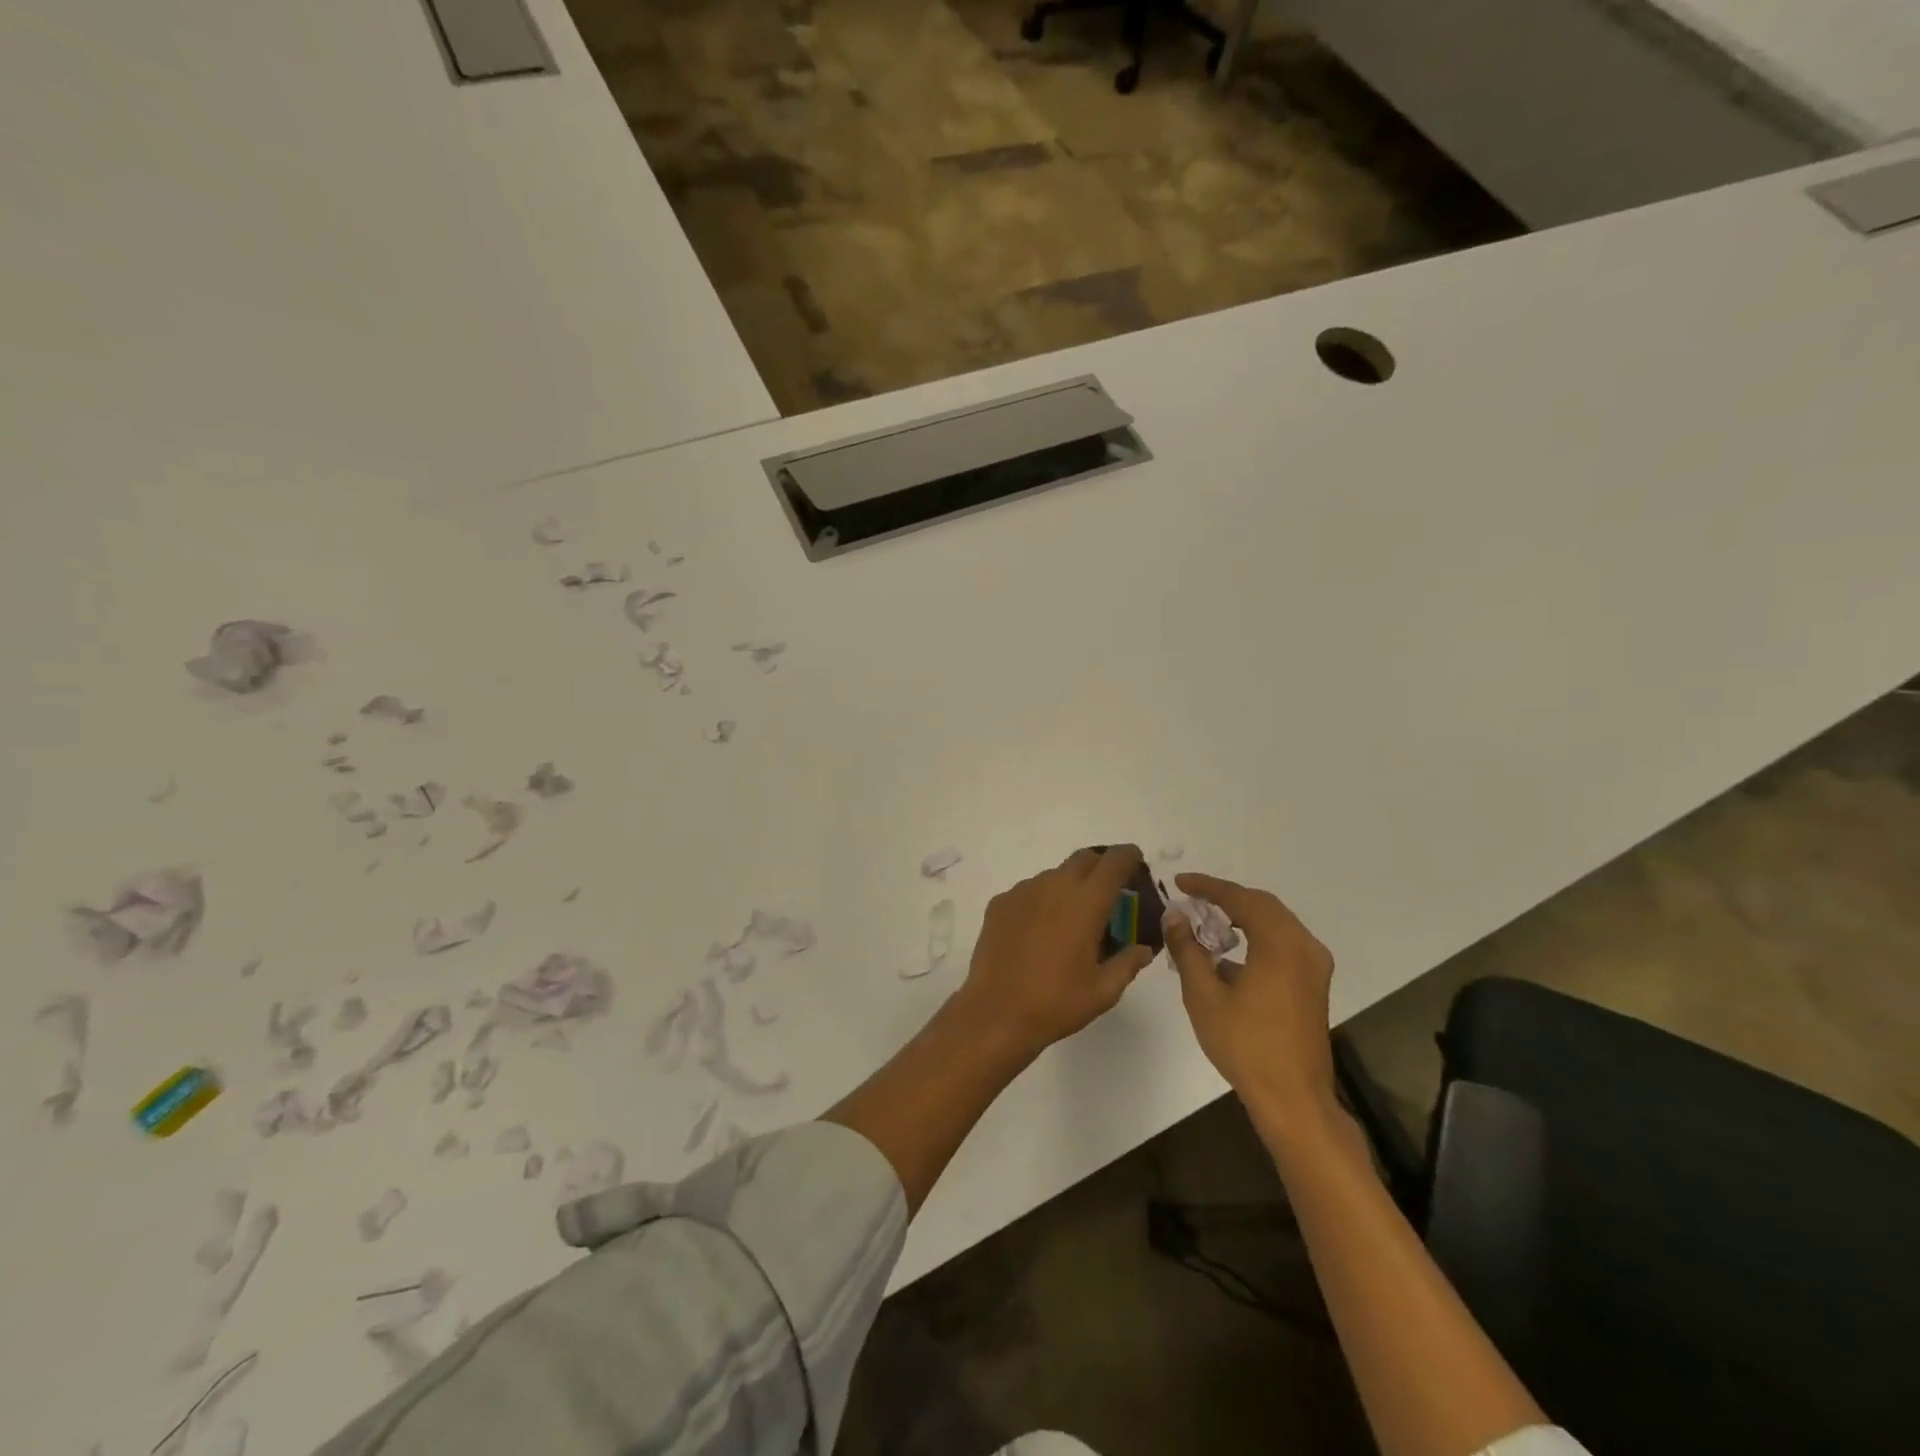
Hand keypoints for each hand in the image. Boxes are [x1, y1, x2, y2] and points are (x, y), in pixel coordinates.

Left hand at [957, 845, 1156, 1054]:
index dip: (1128, 856)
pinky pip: (1029, 891)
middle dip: (1101, 867)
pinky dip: (1042, 900)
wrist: (995, 1012)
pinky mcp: (1000, 903)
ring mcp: (1023, 891)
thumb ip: (1128, 963)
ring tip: (1071, 919)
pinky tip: (1040, 931)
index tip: (1136, 861)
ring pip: (1055, 874)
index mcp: (1086, 903)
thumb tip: (1143, 948)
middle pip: (1084, 858)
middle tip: (1109, 893)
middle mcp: (1054, 886)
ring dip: (1070, 886)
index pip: (1114, 862)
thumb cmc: (1055, 1003)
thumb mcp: (1103, 991)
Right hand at [1163, 872, 1337, 1126]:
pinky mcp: (1314, 984)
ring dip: (1243, 915)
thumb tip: (1175, 916)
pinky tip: (1231, 953)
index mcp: (1280, 944)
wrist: (1293, 1098)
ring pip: (1276, 923)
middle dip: (1227, 897)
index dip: (1208, 886)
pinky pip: (1284, 943)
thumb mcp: (1204, 995)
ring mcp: (1314, 966)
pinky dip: (1257, 936)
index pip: (1241, 899)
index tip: (1179, 882)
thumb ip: (1188, 949)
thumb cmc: (1245, 1044)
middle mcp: (1304, 946)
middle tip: (1193, 897)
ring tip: (1208, 919)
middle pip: (1263, 905)